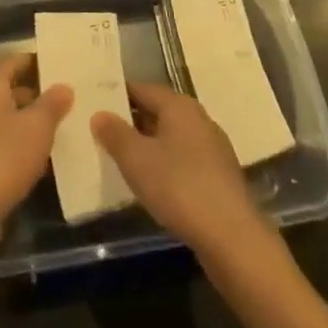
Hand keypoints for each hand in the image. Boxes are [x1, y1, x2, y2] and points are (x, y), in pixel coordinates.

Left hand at [0, 53, 72, 246]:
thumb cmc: (3, 157)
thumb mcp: (37, 127)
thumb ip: (52, 103)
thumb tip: (64, 86)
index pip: (16, 60)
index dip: (40, 61)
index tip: (66, 66)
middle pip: (12, 88)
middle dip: (41, 93)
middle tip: (72, 98)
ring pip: (10, 117)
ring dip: (33, 122)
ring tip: (67, 126)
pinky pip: (4, 142)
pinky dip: (23, 145)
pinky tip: (47, 158)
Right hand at [92, 82, 264, 257]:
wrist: (232, 238)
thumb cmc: (179, 187)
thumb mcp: (136, 159)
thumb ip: (115, 134)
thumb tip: (99, 114)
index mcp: (179, 105)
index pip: (141, 89)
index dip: (117, 95)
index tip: (94, 105)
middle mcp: (198, 119)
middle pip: (158, 112)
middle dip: (131, 122)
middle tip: (101, 133)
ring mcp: (212, 148)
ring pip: (171, 138)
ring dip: (148, 146)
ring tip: (121, 160)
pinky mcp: (219, 177)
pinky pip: (184, 161)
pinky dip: (165, 166)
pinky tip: (152, 185)